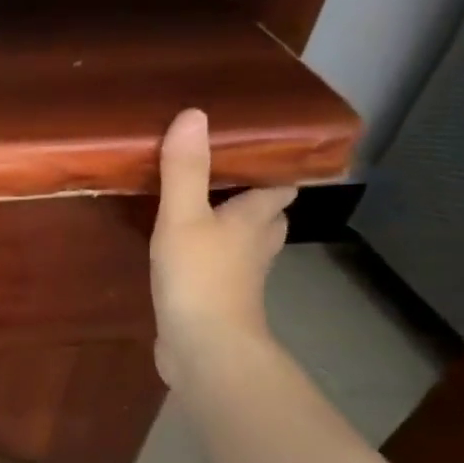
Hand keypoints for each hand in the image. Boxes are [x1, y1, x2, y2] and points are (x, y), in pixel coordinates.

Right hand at [150, 108, 294, 388]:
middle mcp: (257, 244)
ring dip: (230, 226)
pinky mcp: (218, 299)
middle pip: (268, 214)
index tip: (253, 149)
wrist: (204, 348)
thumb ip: (184, 170)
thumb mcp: (183, 217)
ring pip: (244, 242)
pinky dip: (209, 256)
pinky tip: (182, 252)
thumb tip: (193, 114)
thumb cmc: (199, 277)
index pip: (280, 185)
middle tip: (221, 176)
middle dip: (253, 196)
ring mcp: (240, 275)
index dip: (273, 167)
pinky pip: (219, 267)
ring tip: (199, 208)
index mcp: (256, 218)